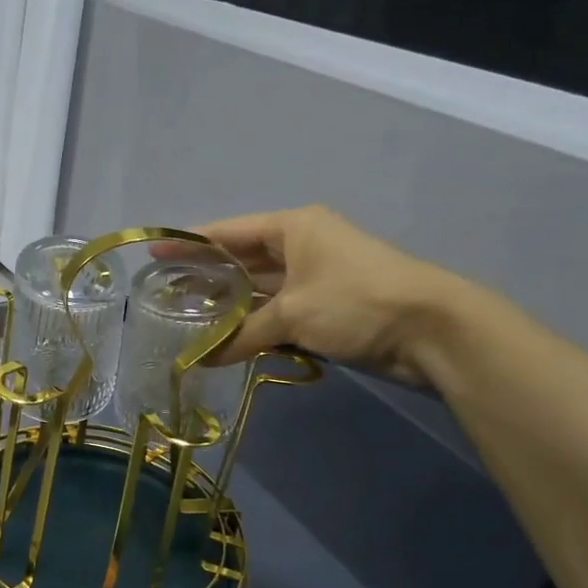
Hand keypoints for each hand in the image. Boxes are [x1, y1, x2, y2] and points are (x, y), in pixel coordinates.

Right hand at [177, 206, 458, 381]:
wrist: (431, 330)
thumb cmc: (355, 300)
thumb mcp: (292, 314)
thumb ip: (241, 334)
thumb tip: (200, 360)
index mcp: (293, 228)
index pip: (229, 232)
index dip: (190, 242)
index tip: (155, 253)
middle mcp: (302, 246)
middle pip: (242, 259)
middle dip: (207, 276)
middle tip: (165, 291)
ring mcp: (315, 279)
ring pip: (260, 290)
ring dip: (230, 306)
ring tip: (186, 318)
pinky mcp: (326, 309)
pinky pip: (278, 313)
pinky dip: (254, 326)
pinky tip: (225, 338)